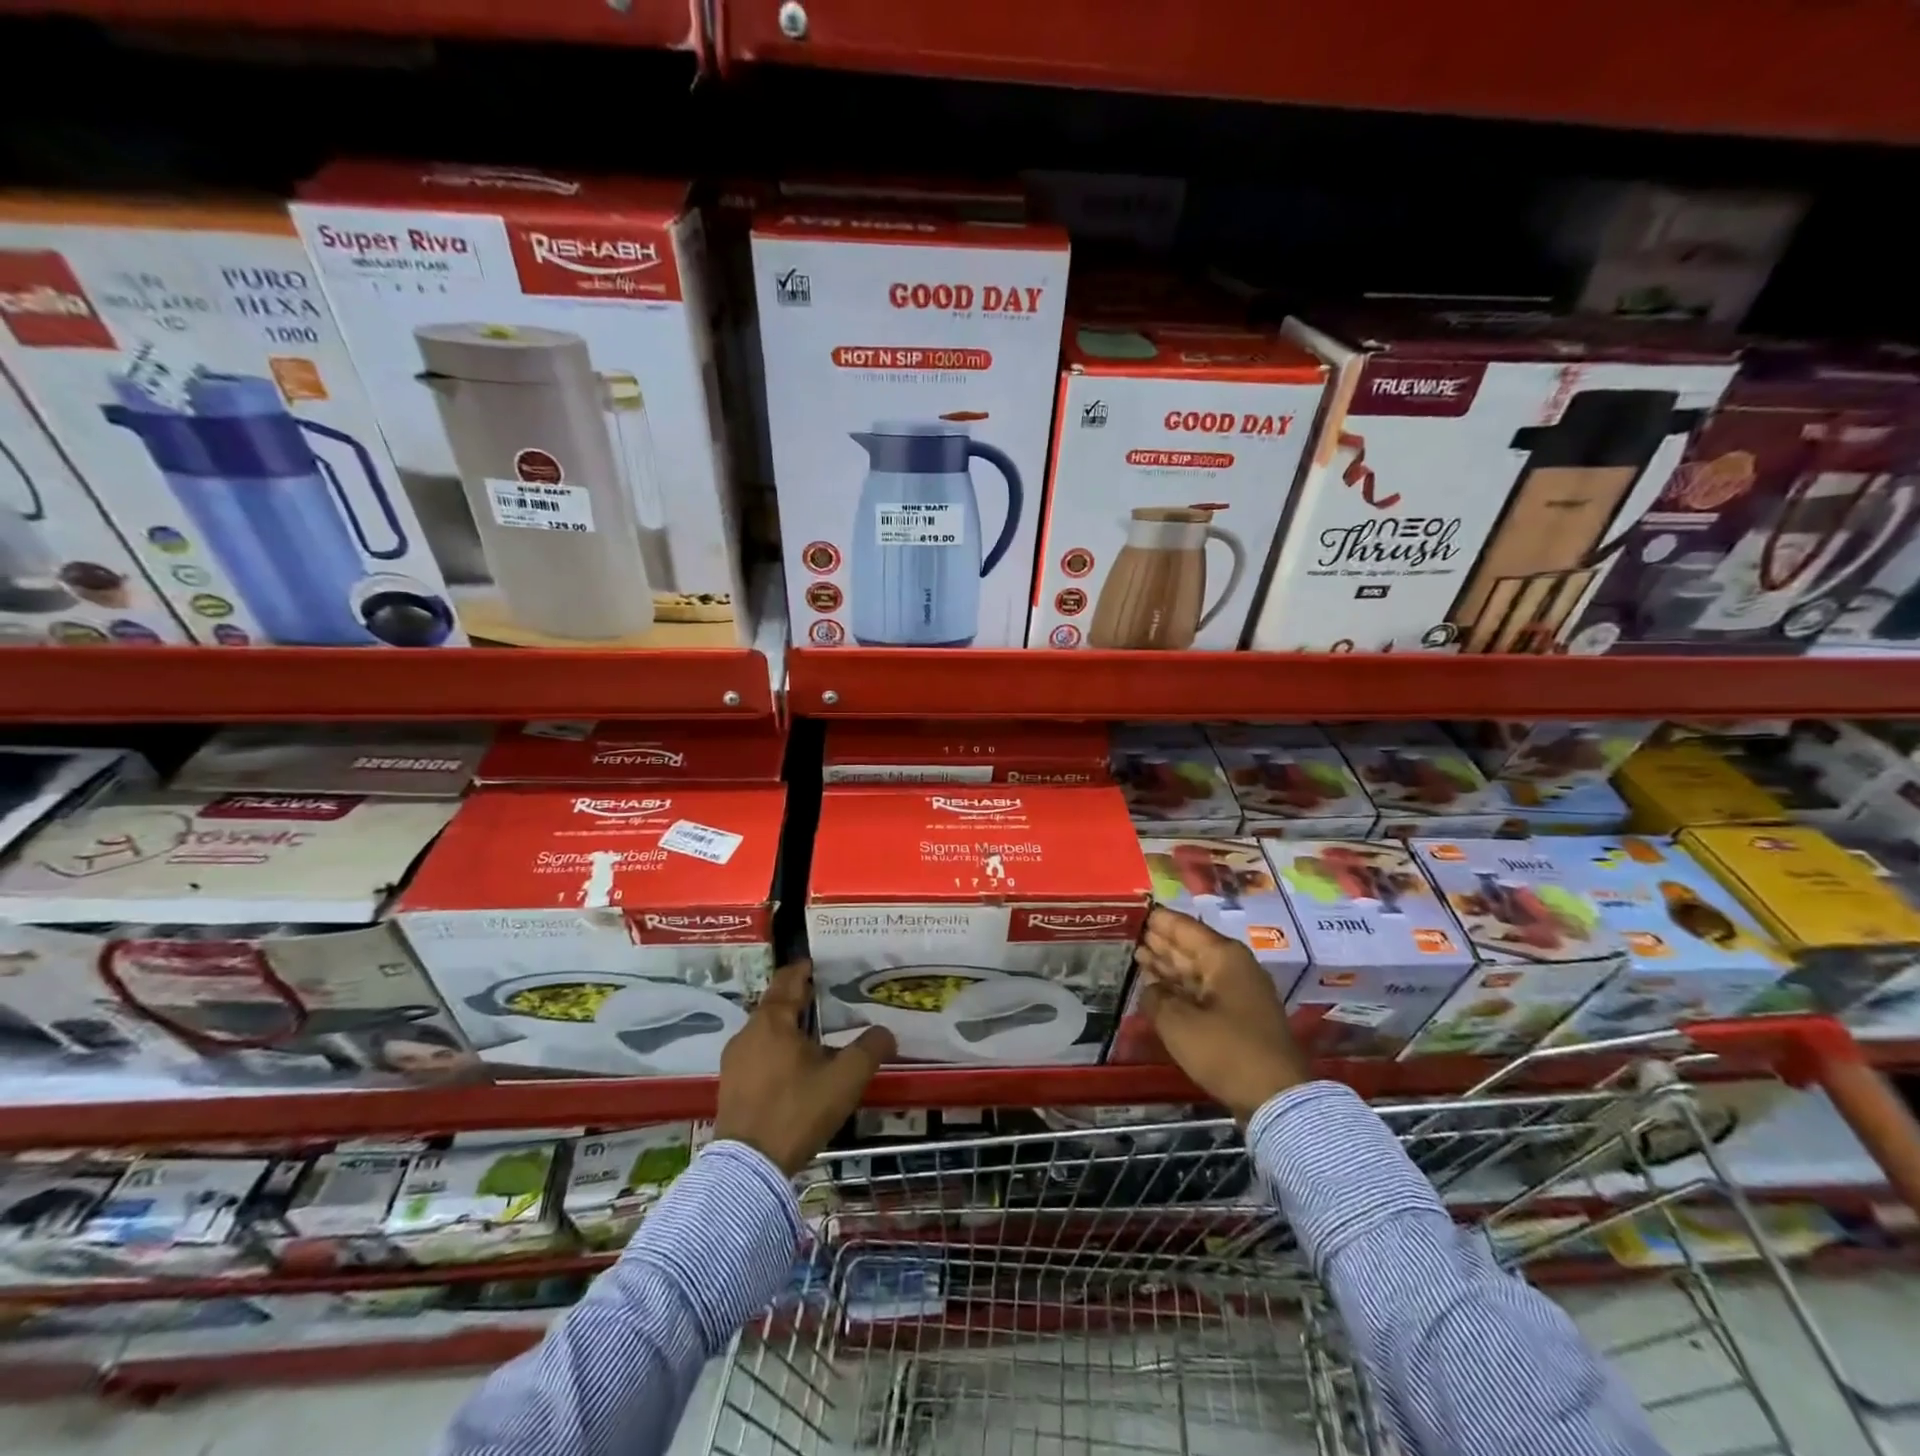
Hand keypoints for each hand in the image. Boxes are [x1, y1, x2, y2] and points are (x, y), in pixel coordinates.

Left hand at [716, 961, 895, 1174]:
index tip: (823, 965)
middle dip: (801, 999)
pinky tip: (796, 1068)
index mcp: (773, 1020)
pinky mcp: (730, 1086)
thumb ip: (870, 1049)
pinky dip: (777, 1050)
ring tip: (817, 1036)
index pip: (788, 979)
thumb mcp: (845, 1079)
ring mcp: (734, 1060)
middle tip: (829, 999)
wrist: (749, 1168)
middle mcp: (748, 1031)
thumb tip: (886, 1032)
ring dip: (789, 1027)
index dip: (806, 969)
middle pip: (776, 1004)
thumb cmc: (797, 1110)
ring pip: (766, 1031)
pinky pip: (757, 1054)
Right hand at [1135, 906, 1309, 1121]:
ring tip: (1137, 955)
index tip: (1133, 910)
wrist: (1276, 1098)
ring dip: (1168, 965)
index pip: (1183, 926)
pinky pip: (1202, 992)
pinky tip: (1158, 988)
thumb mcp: (1178, 1023)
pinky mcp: (1239, 1017)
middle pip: (1190, 946)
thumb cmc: (1225, 1050)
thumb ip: (1156, 998)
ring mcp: (1238, 992)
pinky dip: (1180, 988)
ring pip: (1195, 970)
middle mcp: (1233, 967)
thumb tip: (1150, 988)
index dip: (1157, 920)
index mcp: (1223, 956)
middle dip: (1160, 941)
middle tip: (1130, 932)